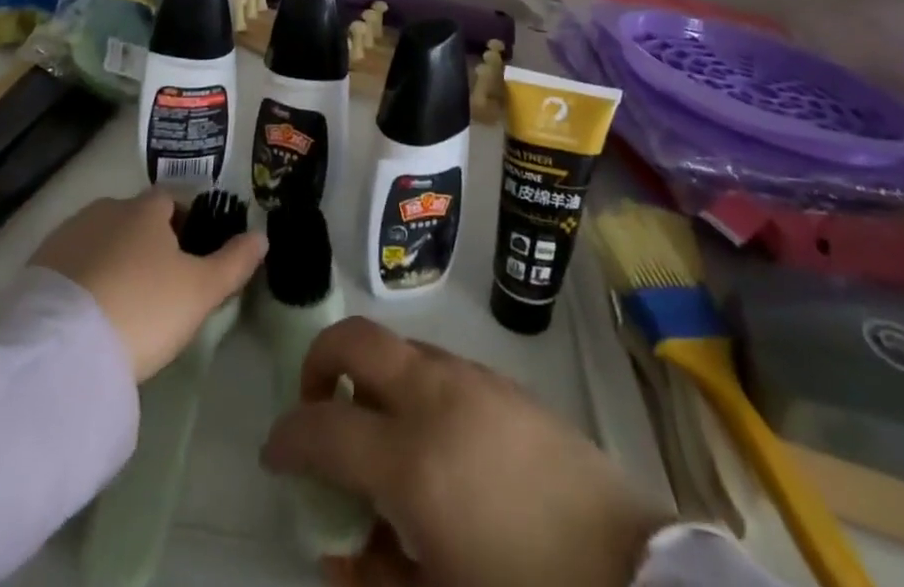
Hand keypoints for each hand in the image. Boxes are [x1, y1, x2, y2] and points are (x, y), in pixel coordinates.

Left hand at [31, 192, 265, 382]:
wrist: (60, 352)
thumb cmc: (143, 309)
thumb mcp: (201, 291)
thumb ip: (234, 262)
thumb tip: (262, 236)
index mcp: (145, 209)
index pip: (169, 202)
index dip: (182, 225)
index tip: (188, 258)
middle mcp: (105, 210)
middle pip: (132, 219)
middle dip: (144, 243)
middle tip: (156, 286)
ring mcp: (66, 237)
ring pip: (99, 241)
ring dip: (111, 261)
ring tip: (121, 304)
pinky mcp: (34, 269)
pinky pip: (69, 267)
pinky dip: (82, 281)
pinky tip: (88, 314)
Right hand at [262, 317, 668, 586]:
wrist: (627, 569)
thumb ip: (374, 575)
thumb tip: (339, 547)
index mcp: (410, 459)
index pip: (322, 426)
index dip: (287, 437)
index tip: (275, 453)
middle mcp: (434, 397)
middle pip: (356, 340)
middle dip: (321, 362)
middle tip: (318, 407)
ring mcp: (470, 378)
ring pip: (398, 347)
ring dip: (372, 375)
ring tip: (379, 433)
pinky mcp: (501, 379)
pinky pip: (437, 362)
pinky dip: (412, 383)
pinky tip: (432, 438)